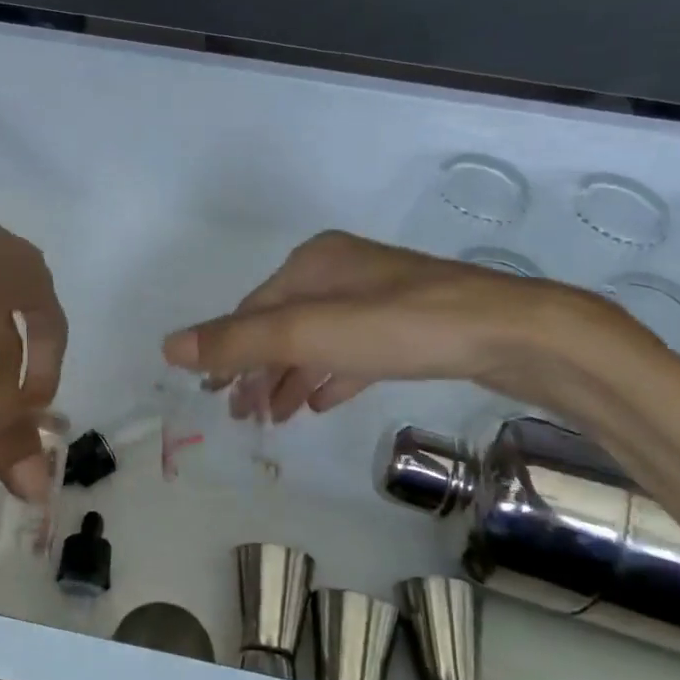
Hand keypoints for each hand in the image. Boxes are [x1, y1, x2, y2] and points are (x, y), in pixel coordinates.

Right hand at [161, 230, 633, 421]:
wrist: (511, 333)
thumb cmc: (399, 326)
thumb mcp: (309, 333)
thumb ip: (239, 342)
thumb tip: (168, 346)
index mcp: (312, 262)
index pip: (252, 310)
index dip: (227, 352)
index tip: (211, 394)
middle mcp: (340, 272)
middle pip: (282, 325)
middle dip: (258, 370)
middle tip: (241, 416)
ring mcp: (377, 298)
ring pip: (316, 341)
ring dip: (291, 378)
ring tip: (275, 417)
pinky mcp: (406, 326)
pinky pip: (350, 352)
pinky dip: (329, 376)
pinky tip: (320, 402)